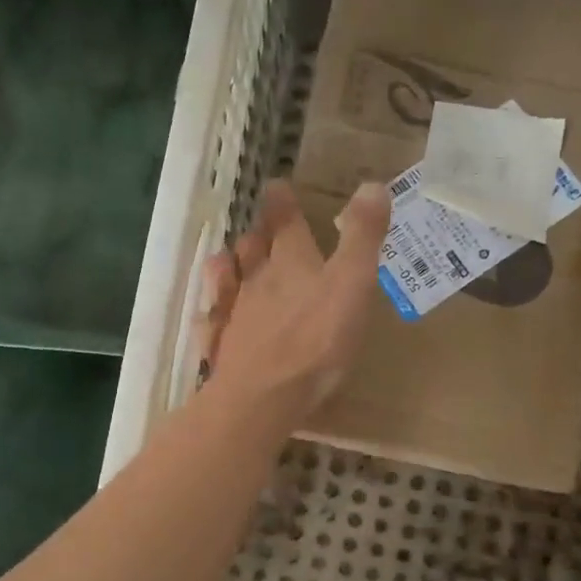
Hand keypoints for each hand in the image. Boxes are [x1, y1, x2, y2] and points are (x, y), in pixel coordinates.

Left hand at [200, 180, 392, 429]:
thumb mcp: (352, 283)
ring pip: (226, 279)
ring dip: (228, 264)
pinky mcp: (221, 346)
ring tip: (226, 257)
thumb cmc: (316, 339)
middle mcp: (256, 279)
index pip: (285, 221)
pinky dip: (211, 312)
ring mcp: (234, 313)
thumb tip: (373, 184)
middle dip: (258, 233)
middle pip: (253, 248)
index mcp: (291, 261)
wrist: (264, 396)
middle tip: (259, 225)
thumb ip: (362, 236)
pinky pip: (211, 322)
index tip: (276, 185)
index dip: (282, 201)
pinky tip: (208, 315)